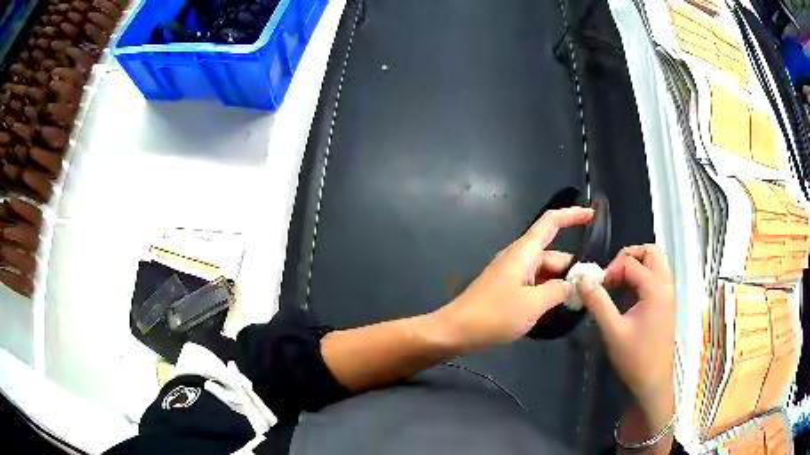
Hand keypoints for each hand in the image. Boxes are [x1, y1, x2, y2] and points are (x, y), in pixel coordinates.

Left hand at [434, 207, 593, 350]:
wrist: (457, 331)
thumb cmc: (495, 314)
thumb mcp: (533, 303)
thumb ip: (559, 290)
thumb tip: (575, 284)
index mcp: (524, 252)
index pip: (551, 222)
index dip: (572, 215)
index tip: (592, 215)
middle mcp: (520, 258)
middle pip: (554, 255)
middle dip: (573, 269)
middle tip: (593, 289)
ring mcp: (513, 274)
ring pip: (546, 272)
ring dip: (562, 284)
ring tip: (580, 301)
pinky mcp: (509, 289)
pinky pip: (535, 284)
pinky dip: (549, 292)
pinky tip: (559, 307)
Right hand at [578, 245, 675, 429]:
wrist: (654, 382)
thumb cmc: (635, 358)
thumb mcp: (612, 331)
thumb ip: (597, 302)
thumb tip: (582, 279)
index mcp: (655, 288)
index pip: (630, 262)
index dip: (611, 270)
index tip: (597, 288)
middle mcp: (666, 285)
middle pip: (650, 252)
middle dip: (628, 257)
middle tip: (612, 276)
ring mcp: (669, 294)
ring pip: (656, 263)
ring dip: (637, 266)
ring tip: (619, 284)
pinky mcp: (667, 303)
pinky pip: (657, 276)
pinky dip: (643, 276)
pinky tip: (629, 296)